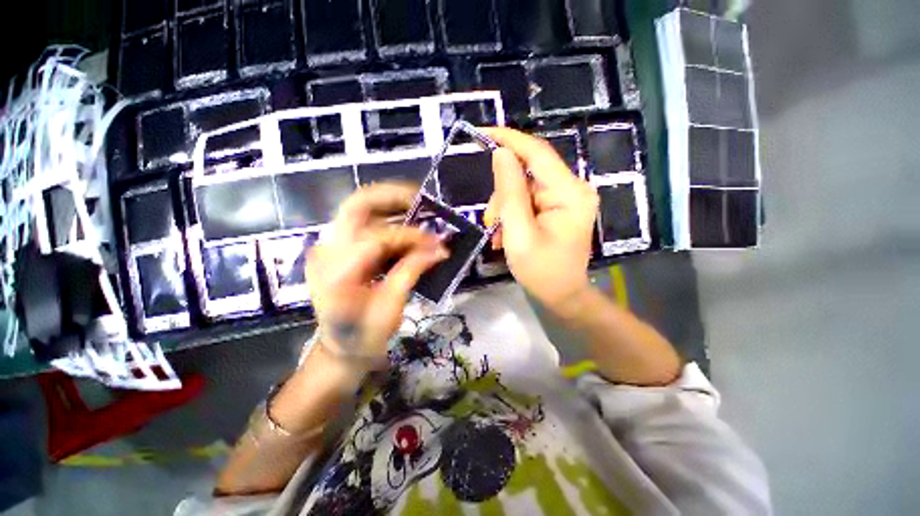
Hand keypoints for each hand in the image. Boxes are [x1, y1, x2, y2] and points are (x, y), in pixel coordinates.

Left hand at [306, 183, 448, 372]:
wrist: (340, 349)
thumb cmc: (364, 336)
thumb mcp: (391, 308)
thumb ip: (412, 272)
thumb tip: (439, 249)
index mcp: (336, 272)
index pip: (377, 238)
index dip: (410, 237)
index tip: (436, 243)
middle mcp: (326, 252)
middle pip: (356, 206)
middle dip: (392, 197)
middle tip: (422, 199)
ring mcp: (328, 248)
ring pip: (358, 209)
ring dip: (390, 205)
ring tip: (418, 208)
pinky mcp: (337, 250)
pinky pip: (363, 224)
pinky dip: (386, 219)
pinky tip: (405, 224)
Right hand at [483, 128, 597, 310]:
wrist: (561, 295)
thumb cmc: (541, 271)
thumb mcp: (519, 234)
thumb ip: (510, 193)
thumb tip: (501, 154)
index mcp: (570, 194)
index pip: (538, 153)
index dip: (510, 140)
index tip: (482, 133)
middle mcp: (572, 189)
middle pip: (527, 173)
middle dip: (502, 195)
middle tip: (490, 223)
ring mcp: (565, 198)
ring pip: (522, 187)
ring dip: (504, 208)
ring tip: (498, 235)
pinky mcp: (556, 207)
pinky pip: (527, 199)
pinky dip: (511, 213)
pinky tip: (505, 233)